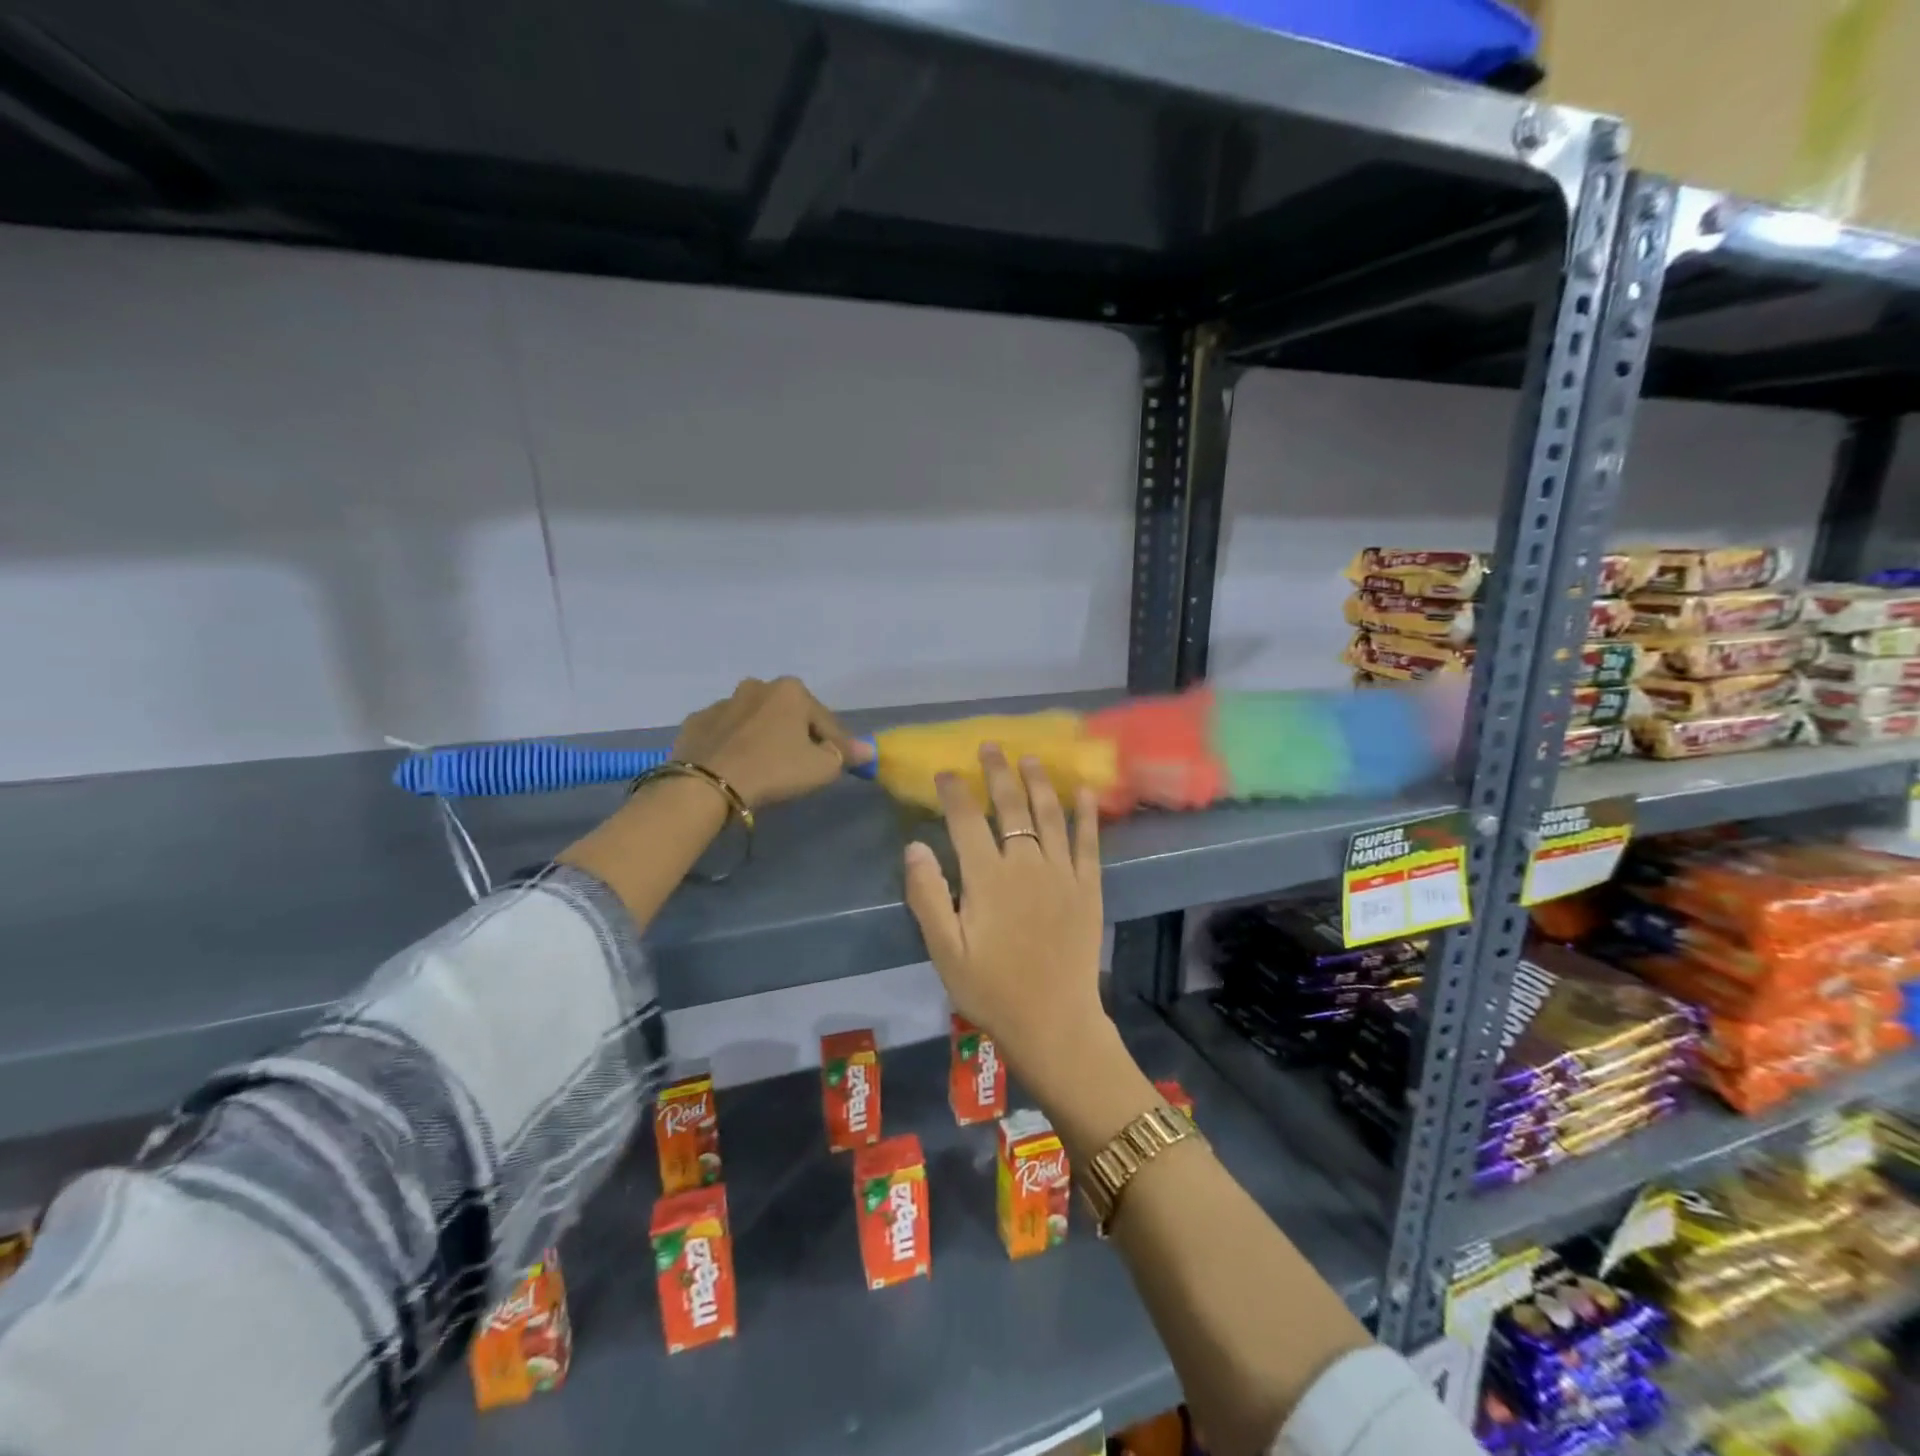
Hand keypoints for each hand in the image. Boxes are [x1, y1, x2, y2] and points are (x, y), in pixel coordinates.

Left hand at [673, 676, 872, 808]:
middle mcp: (757, 687)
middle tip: (801, 765)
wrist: (708, 784)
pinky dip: (734, 744)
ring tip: (766, 766)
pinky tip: (736, 765)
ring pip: (755, 721)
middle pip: (789, 715)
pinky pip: (726, 733)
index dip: (838, 744)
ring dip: (764, 737)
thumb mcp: (822, 768)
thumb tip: (867, 750)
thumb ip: (846, 755)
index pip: (826, 721)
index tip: (842, 764)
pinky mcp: (697, 722)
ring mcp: (722, 702)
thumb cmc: (775, 770)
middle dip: (798, 735)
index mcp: (791, 691)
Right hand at [902, 744, 1106, 1087]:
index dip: (954, 792)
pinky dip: (1086, 814)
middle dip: (998, 773)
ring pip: (1049, 815)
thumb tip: (914, 846)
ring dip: (1039, 782)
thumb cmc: (991, 989)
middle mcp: (1026, 864)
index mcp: (987, 878)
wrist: (1053, 1022)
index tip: (945, 772)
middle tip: (991, 746)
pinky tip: (1084, 790)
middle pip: (1011, 806)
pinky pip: (1089, 842)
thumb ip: (928, 896)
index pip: (966, 821)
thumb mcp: (945, 950)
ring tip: (1030, 757)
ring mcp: (1061, 873)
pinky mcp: (1087, 887)